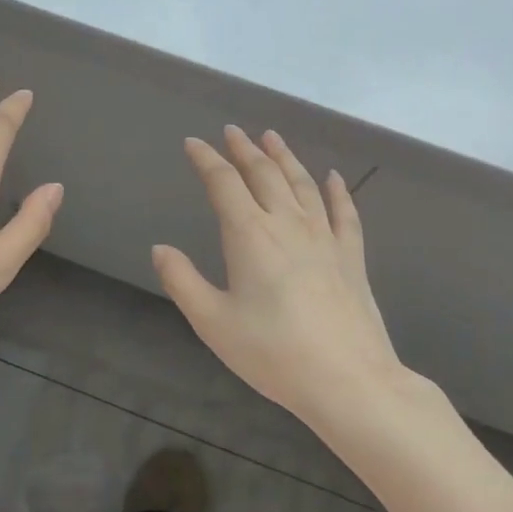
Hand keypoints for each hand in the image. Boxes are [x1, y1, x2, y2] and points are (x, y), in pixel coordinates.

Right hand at [153, 126, 435, 429]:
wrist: (349, 380)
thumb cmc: (273, 352)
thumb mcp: (212, 322)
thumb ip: (182, 281)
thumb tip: (160, 249)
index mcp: (249, 235)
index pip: (223, 183)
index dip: (206, 159)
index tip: (193, 143)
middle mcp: (288, 224)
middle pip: (265, 174)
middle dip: (245, 149)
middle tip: (232, 131)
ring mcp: (325, 237)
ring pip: (303, 183)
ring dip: (285, 157)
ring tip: (272, 137)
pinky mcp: (352, 256)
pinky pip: (345, 212)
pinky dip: (337, 190)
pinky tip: (333, 177)